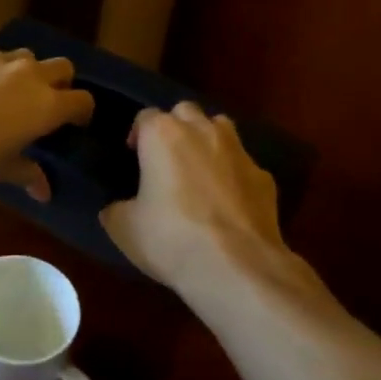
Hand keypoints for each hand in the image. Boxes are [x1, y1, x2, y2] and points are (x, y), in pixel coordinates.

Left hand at [0, 49, 93, 200]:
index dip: (82, 112)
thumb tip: (43, 191)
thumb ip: (28, 173)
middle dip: (60, 83)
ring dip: (24, 73)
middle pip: (62, 67)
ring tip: (6, 95)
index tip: (74, 125)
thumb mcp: (1, 170)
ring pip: (24, 57)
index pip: (83, 100)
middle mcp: (27, 74)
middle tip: (45, 105)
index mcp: (46, 104)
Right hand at [100, 102, 287, 295]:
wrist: (237, 268)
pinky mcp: (265, 178)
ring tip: (199, 170)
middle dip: (175, 127)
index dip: (137, 135)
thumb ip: (116, 208)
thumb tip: (117, 207)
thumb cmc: (171, 239)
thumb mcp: (124, 228)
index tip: (133, 157)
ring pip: (220, 127)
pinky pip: (244, 165)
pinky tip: (229, 202)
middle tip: (166, 158)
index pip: (145, 116)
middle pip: (185, 111)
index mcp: (163, 135)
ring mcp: (238, 151)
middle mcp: (202, 131)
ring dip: (207, 140)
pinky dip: (234, 175)